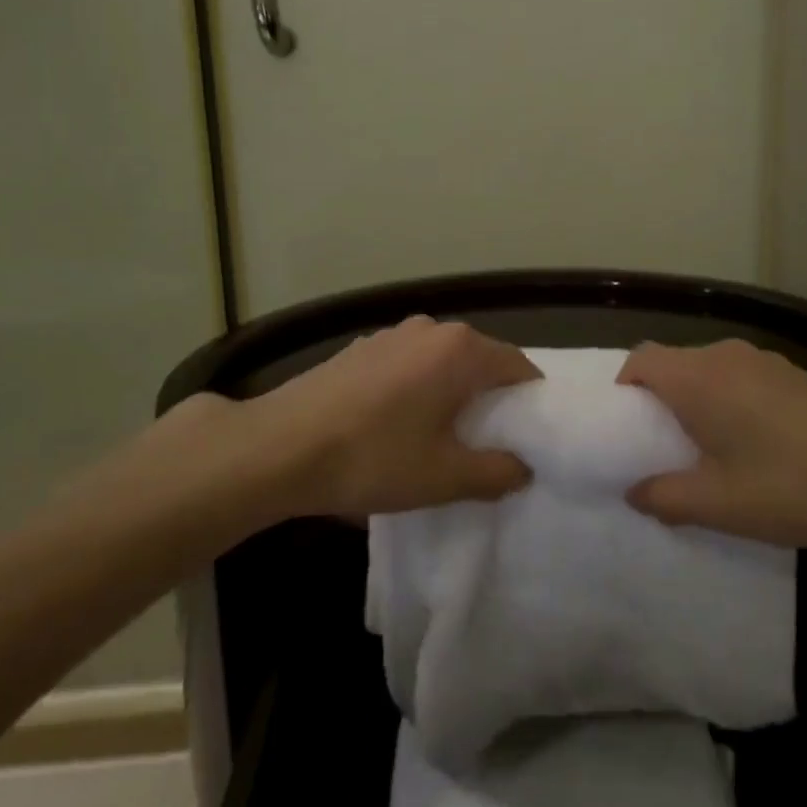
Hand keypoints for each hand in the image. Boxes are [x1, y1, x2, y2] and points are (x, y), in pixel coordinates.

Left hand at [238, 316, 538, 517]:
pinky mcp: (360, 348)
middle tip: (486, 442)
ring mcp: (391, 334)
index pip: (518, 366)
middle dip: (489, 397)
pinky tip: (394, 423)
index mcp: (460, 350)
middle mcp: (430, 329)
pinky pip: (407, 363)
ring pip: (441, 361)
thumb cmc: (372, 458)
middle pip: (479, 359)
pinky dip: (416, 387)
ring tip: (439, 435)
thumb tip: (523, 467)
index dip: (529, 401)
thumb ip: (496, 472)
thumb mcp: (444, 477)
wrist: (278, 447)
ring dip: (450, 391)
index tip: (526, 436)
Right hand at [617, 338, 806, 548]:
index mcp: (698, 378)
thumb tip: (636, 492)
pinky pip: (742, 376)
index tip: (629, 426)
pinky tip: (758, 443)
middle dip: (661, 398)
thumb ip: (666, 498)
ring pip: (710, 369)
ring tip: (712, 448)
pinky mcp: (795, 372)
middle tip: (666, 445)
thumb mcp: (720, 504)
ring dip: (700, 400)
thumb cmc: (791, 485)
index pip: (641, 359)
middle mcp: (725, 355)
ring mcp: (765, 359)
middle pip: (674, 362)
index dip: (625, 387)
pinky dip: (731, 399)